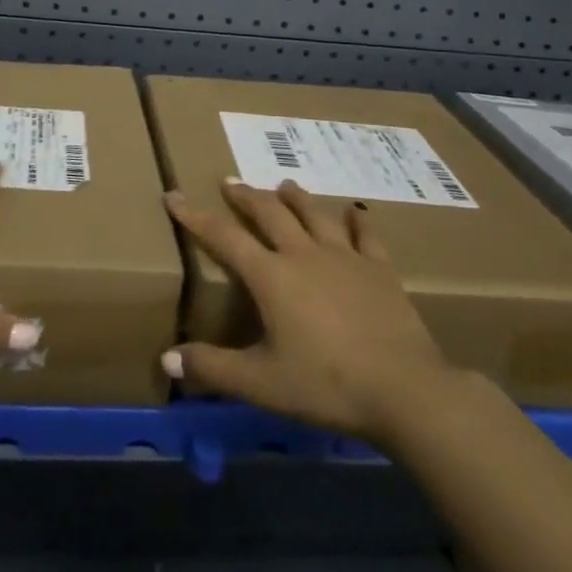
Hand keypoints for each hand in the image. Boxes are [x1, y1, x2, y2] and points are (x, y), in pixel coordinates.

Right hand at [162, 178, 459, 446]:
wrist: (404, 390)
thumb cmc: (326, 385)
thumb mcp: (261, 384)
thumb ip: (213, 368)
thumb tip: (167, 357)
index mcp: (271, 276)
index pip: (223, 237)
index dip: (194, 216)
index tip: (173, 195)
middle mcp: (304, 254)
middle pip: (269, 213)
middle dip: (246, 196)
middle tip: (230, 182)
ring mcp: (345, 257)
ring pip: (314, 214)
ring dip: (295, 197)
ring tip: (283, 184)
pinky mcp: (380, 269)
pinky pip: (366, 234)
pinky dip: (357, 219)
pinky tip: (354, 211)